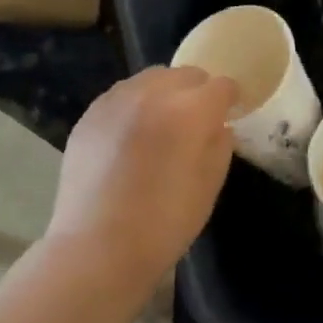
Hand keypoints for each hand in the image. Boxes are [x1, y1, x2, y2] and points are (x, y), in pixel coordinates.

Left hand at [48, 66, 238, 292]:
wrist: (97, 248)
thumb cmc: (164, 223)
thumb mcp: (210, 185)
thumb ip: (220, 143)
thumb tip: (217, 124)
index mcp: (190, 110)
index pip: (221, 86)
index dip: (231, 98)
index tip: (231, 112)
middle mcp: (153, 93)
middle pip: (186, 74)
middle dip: (197, 92)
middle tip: (196, 121)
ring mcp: (117, 99)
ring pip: (151, 78)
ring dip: (165, 93)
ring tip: (161, 124)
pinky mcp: (91, 113)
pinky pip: (122, 95)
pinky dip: (135, 105)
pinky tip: (131, 135)